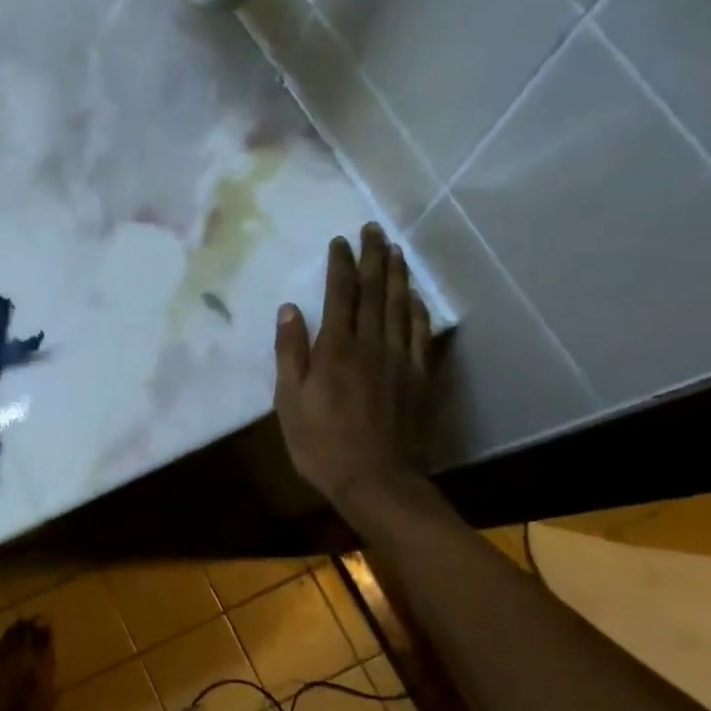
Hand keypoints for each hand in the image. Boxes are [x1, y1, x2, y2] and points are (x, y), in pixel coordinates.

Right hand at [274, 223, 433, 512]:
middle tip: (374, 230)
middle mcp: (371, 345)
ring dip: (398, 276)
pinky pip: (421, 335)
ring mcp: (399, 360)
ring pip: (400, 307)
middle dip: (373, 258)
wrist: (377, 481)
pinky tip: (416, 298)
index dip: (340, 265)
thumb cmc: (321, 444)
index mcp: (335, 350)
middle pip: (374, 293)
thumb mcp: (289, 402)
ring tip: (396, 250)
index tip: (340, 241)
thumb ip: (290, 353)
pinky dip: (419, 311)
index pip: (340, 295)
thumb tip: (289, 309)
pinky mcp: (418, 378)